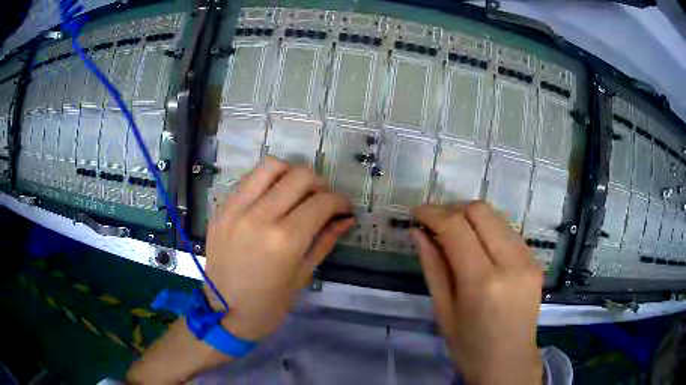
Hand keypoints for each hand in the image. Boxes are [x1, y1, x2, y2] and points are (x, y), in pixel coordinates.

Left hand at [205, 157, 353, 341]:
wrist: (224, 313)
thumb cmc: (269, 305)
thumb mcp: (303, 276)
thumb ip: (325, 241)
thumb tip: (346, 219)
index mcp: (285, 240)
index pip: (322, 202)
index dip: (340, 201)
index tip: (344, 208)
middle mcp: (260, 216)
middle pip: (300, 176)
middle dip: (320, 184)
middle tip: (321, 201)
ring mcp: (236, 209)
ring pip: (271, 166)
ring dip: (291, 173)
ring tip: (296, 192)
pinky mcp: (222, 209)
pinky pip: (248, 179)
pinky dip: (267, 181)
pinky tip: (272, 198)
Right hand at [411, 202, 542, 384]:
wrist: (509, 362)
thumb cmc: (469, 346)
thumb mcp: (444, 310)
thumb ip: (433, 266)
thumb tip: (418, 232)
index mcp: (483, 282)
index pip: (457, 228)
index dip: (433, 214)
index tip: (417, 213)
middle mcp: (511, 263)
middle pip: (480, 211)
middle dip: (452, 209)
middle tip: (434, 222)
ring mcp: (528, 260)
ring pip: (496, 217)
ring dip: (470, 217)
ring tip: (453, 233)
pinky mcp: (535, 261)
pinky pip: (508, 231)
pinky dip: (488, 229)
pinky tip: (476, 245)